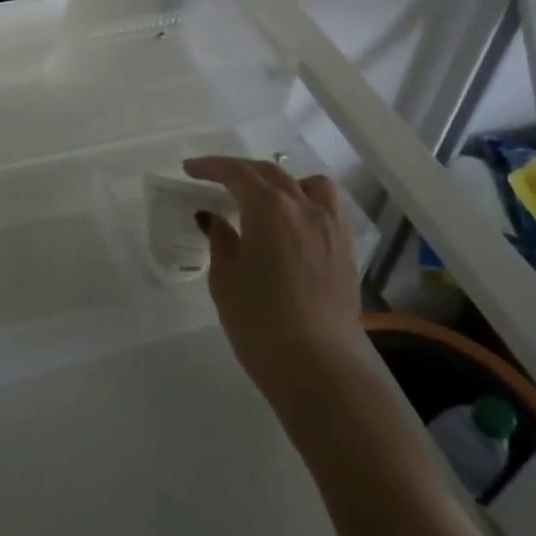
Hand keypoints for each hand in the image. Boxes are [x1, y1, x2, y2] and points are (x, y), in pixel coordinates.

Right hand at [183, 157, 369, 399]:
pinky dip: (305, 204)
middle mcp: (304, 207)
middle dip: (240, 171)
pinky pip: (326, 210)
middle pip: (271, 173)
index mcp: (269, 207)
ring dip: (282, 183)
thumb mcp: (226, 278)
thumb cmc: (261, 321)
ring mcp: (331, 228)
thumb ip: (220, 239)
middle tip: (215, 179)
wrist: (321, 368)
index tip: (189, 169)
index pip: (237, 173)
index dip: (211, 167)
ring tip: (264, 199)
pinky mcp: (346, 252)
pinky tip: (291, 227)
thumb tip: (214, 218)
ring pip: (309, 185)